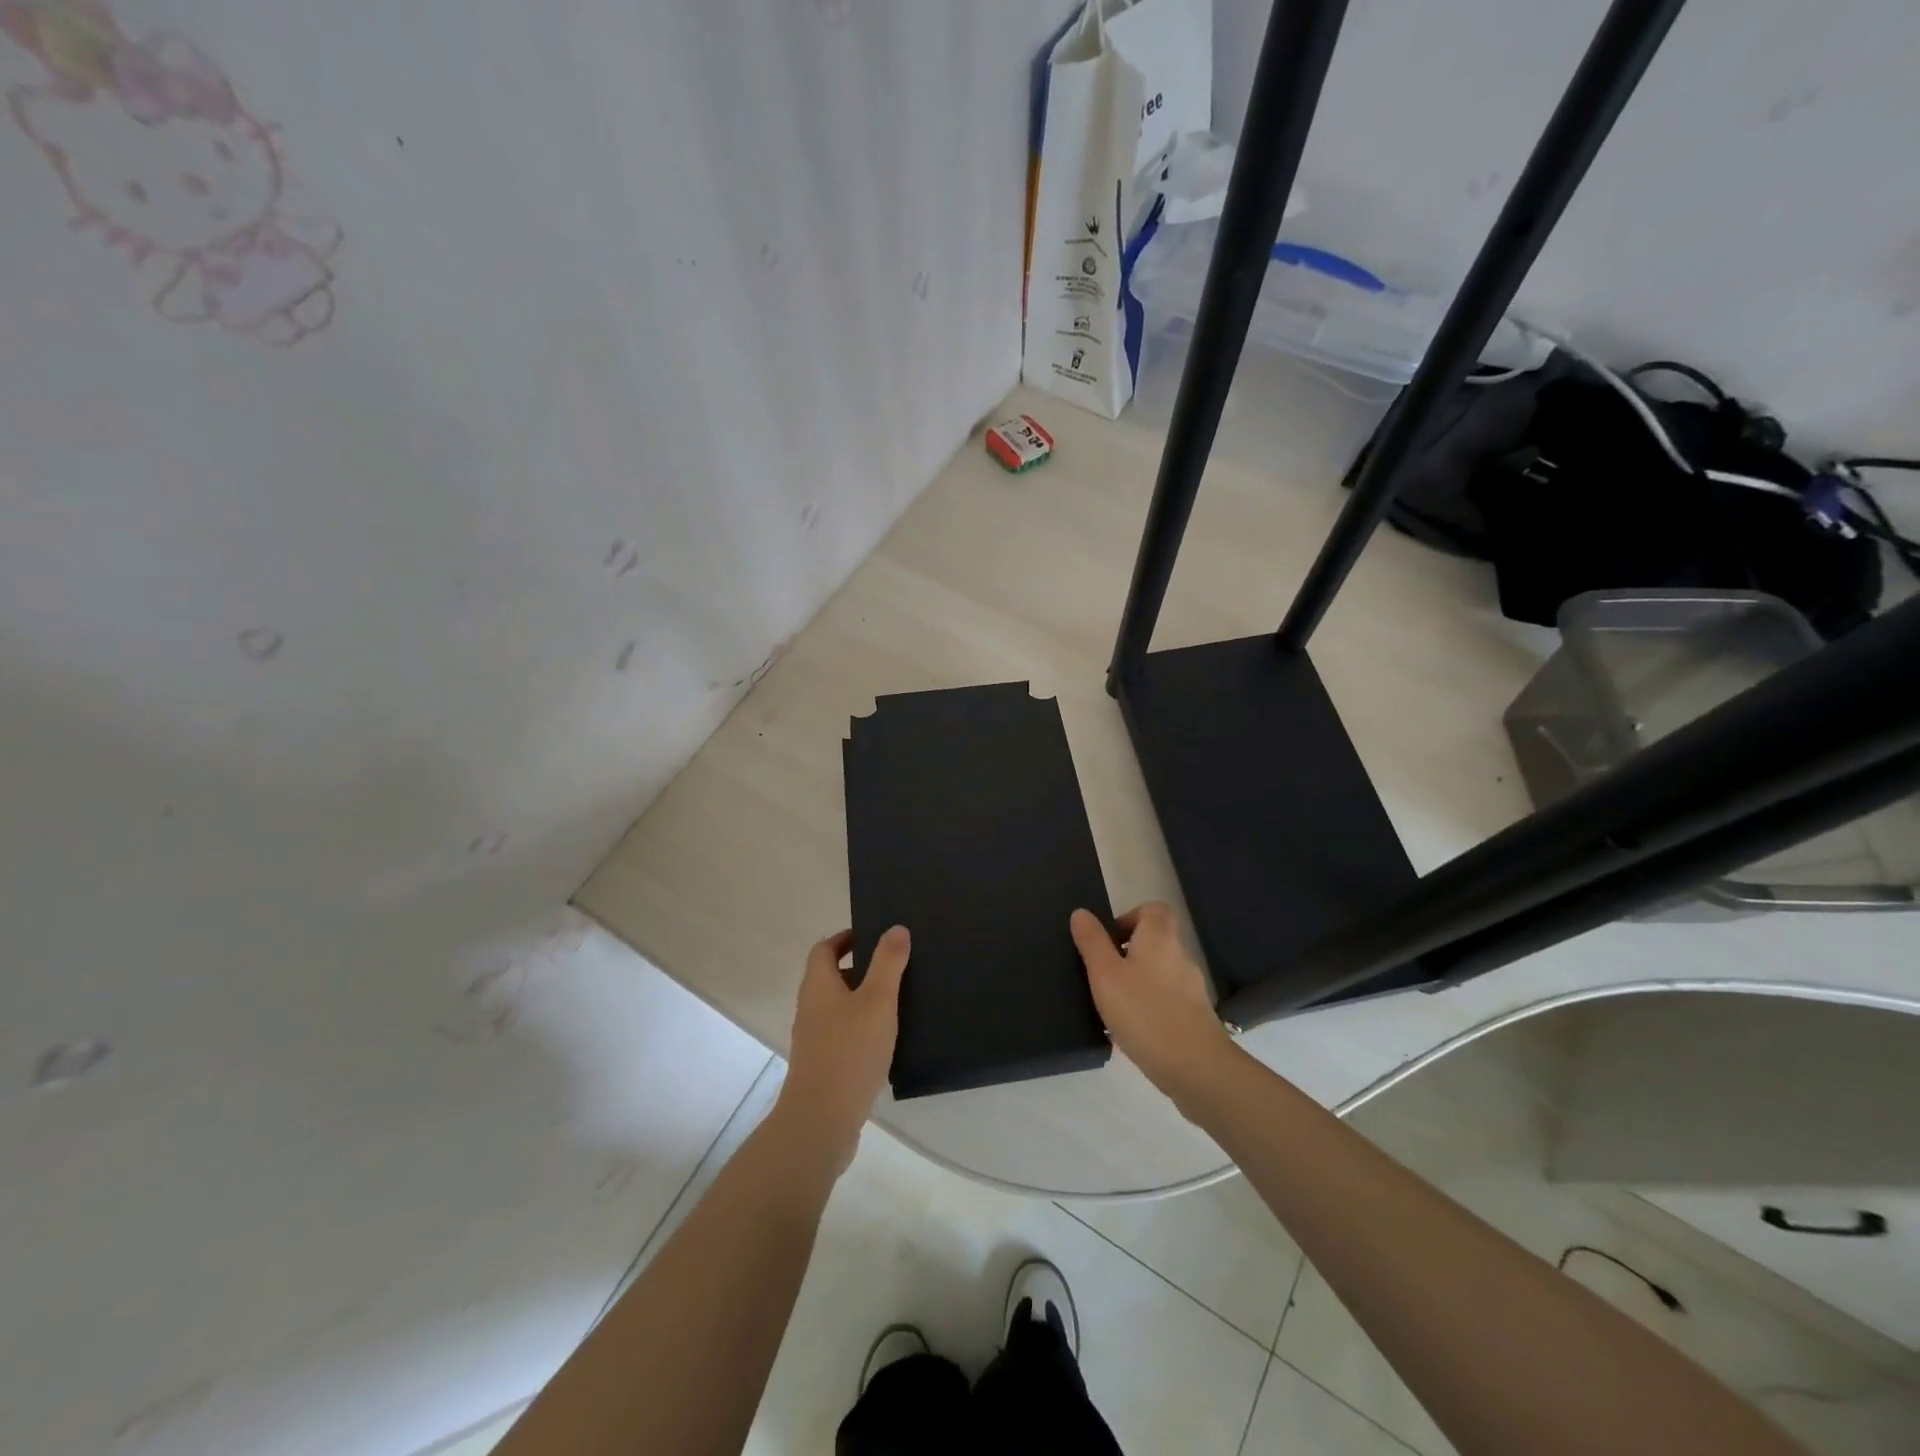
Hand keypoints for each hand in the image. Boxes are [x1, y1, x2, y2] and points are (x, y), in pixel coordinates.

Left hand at [772, 926, 909, 1171]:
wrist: (821, 1121)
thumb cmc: (850, 1051)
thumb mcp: (877, 1001)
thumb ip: (888, 963)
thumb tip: (895, 928)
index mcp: (818, 985)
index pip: (825, 949)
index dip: (846, 938)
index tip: (874, 936)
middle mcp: (811, 1007)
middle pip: (831, 977)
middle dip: (861, 969)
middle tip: (896, 967)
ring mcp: (814, 1039)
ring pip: (839, 1007)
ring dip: (864, 1000)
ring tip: (899, 1001)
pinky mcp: (823, 1065)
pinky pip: (843, 1034)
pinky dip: (862, 1028)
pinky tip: (888, 1041)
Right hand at [1071, 903, 1233, 1103]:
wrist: (1196, 1068)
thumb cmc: (1144, 1012)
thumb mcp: (1105, 975)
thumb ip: (1092, 942)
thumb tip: (1081, 913)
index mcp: (1159, 938)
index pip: (1153, 909)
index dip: (1130, 917)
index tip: (1108, 940)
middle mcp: (1180, 956)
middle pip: (1155, 941)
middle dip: (1128, 952)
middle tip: (1103, 974)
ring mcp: (1191, 988)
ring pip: (1159, 972)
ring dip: (1137, 981)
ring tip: (1112, 1006)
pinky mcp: (1196, 1017)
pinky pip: (1167, 1000)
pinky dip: (1149, 1006)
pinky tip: (1132, 1030)